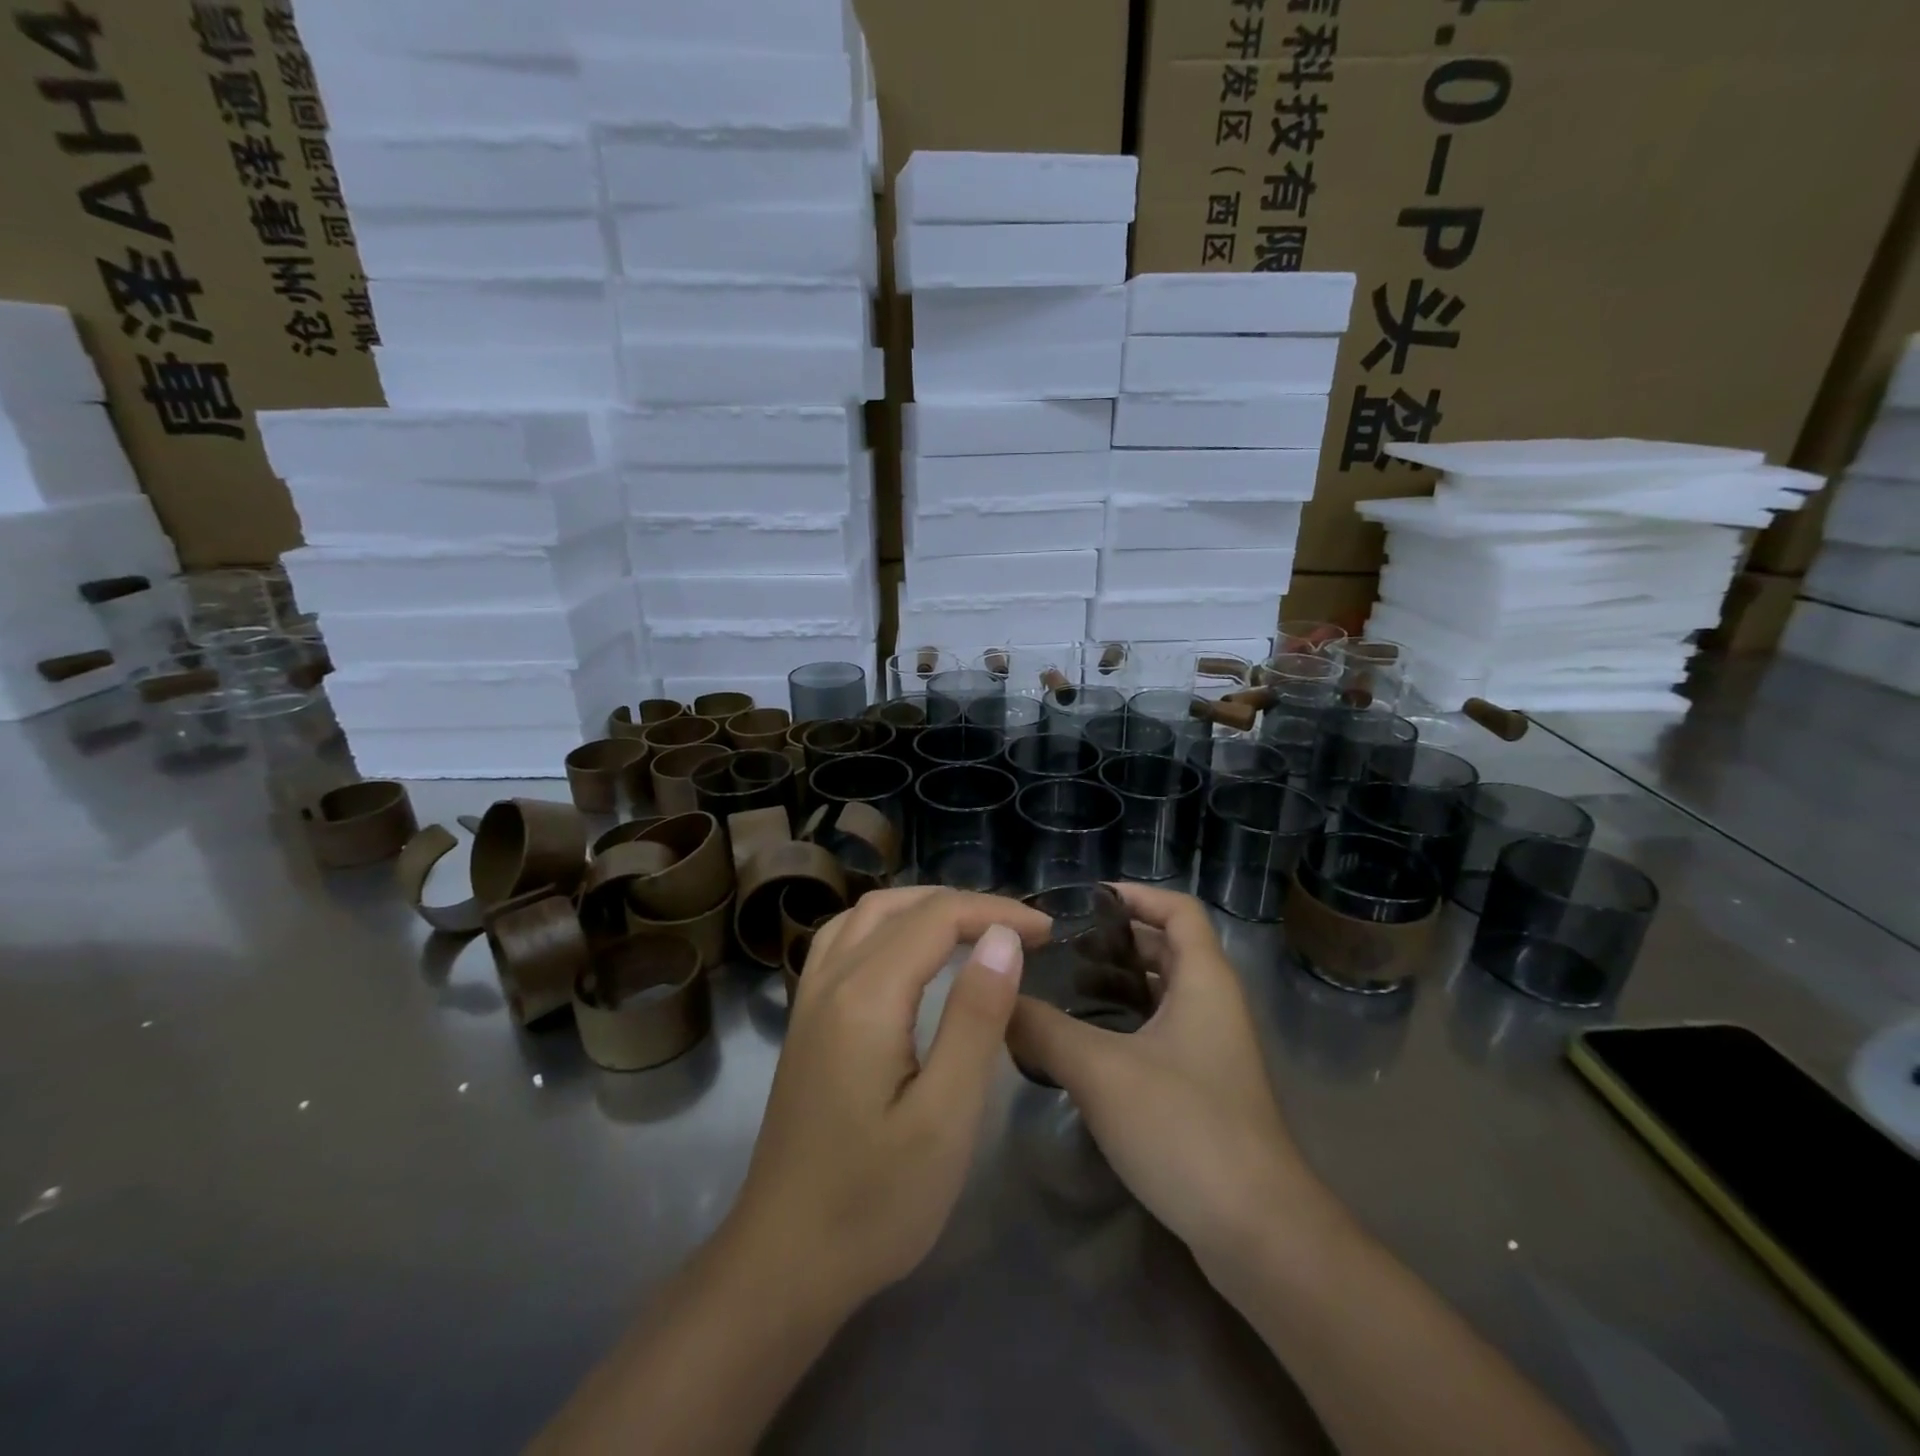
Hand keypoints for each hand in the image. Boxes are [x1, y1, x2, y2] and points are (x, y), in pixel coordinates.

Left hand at [724, 887, 1051, 1311]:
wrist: (784, 1261)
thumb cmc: (876, 1200)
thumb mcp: (946, 1116)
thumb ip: (975, 1018)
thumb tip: (1003, 938)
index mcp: (867, 995)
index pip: (938, 918)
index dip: (997, 913)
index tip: (1048, 934)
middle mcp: (831, 979)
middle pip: (901, 906)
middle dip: (965, 905)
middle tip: (1019, 931)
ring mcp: (809, 998)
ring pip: (866, 915)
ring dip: (922, 907)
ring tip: (972, 929)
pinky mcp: (805, 1020)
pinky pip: (843, 940)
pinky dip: (886, 924)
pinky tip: (906, 952)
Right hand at [1006, 883, 1333, 1271]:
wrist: (1258, 1234)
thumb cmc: (1184, 1128)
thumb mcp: (1100, 1070)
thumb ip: (1042, 1030)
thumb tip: (996, 1004)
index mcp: (1204, 981)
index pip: (1178, 909)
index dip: (1136, 894)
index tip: (1084, 899)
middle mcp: (1214, 1006)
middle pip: (1166, 950)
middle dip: (1114, 940)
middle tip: (1056, 946)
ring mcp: (1213, 1051)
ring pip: (1161, 996)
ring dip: (1116, 985)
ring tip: (1058, 988)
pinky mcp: (1204, 1090)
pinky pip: (1160, 1035)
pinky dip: (1124, 1026)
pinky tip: (1082, 1046)